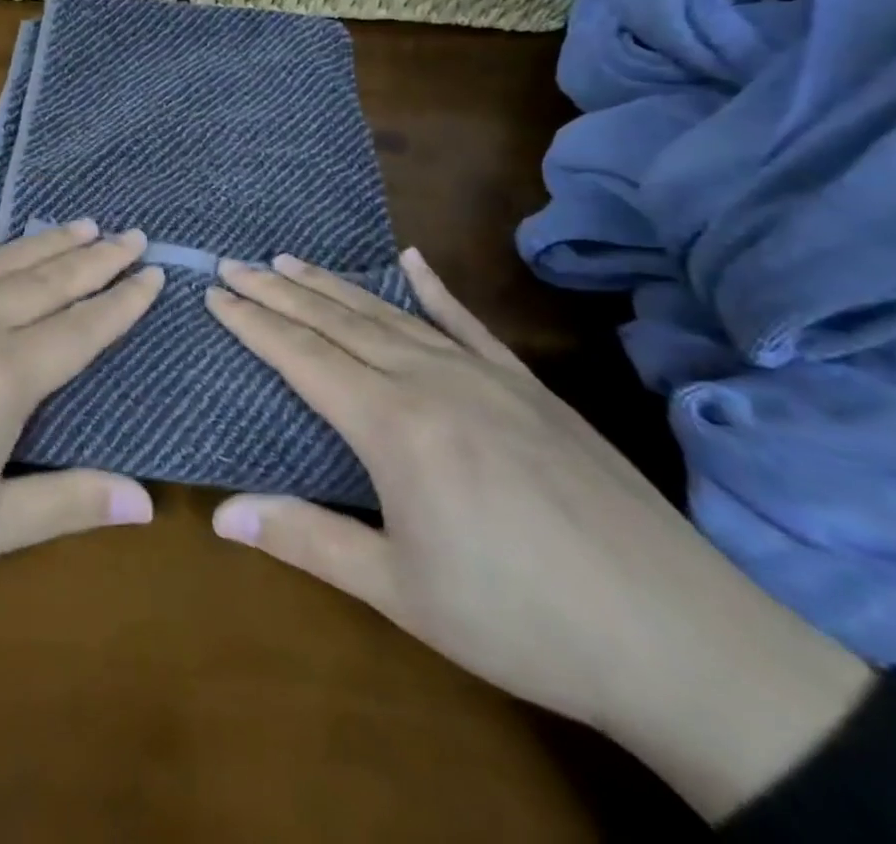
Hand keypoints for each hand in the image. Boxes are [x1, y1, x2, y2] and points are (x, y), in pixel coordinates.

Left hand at [0, 211, 161, 616]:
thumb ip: (68, 504)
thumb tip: (148, 501)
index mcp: (4, 377)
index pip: (82, 329)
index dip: (123, 301)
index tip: (153, 273)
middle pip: (48, 282)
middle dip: (95, 258)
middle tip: (130, 233)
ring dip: (42, 241)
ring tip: (79, 222)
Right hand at [205, 251, 871, 822]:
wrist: (680, 637)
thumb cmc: (521, 620)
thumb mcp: (401, 591)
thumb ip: (308, 539)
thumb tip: (221, 515)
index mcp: (394, 424)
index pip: (302, 355)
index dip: (253, 321)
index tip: (215, 291)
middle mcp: (431, 380)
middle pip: (337, 321)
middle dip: (279, 290)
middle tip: (236, 261)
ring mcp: (485, 375)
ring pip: (390, 313)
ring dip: (334, 284)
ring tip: (291, 258)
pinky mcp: (528, 385)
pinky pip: (467, 322)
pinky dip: (433, 287)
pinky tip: (411, 259)